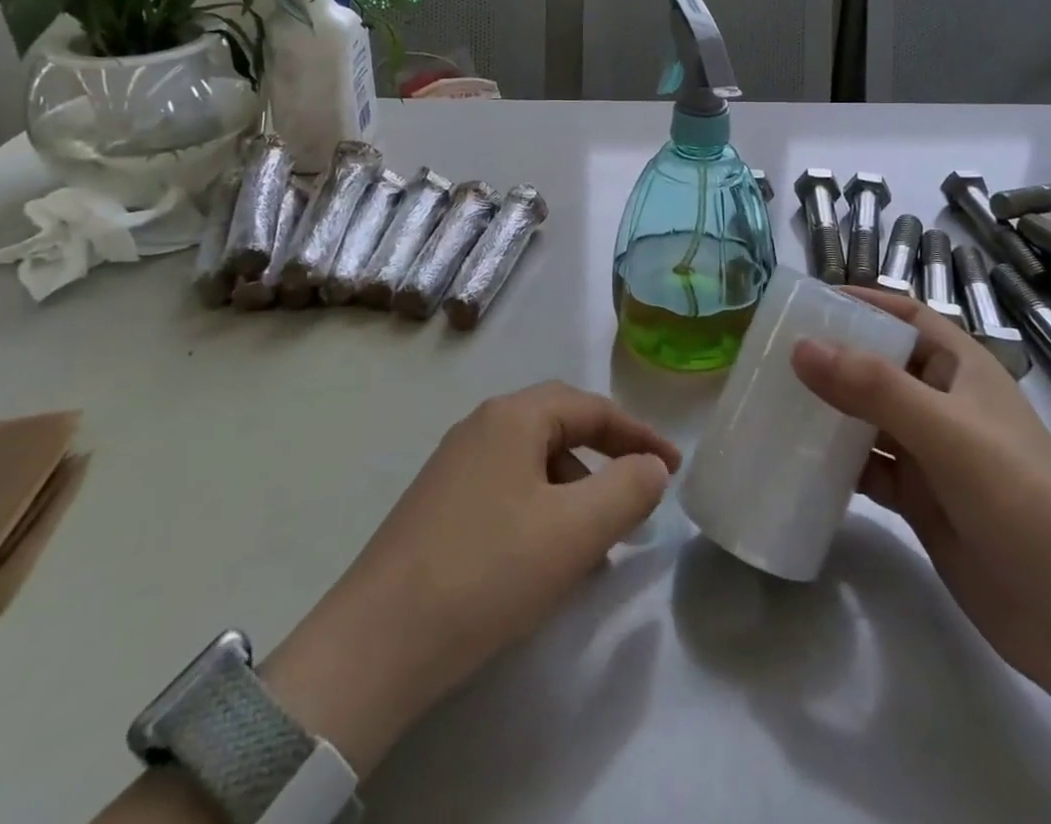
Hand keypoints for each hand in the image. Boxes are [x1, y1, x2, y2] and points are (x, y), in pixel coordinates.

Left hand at [262, 382, 679, 775]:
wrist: (376, 643)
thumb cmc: (488, 572)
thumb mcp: (575, 530)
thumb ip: (628, 488)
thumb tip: (653, 466)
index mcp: (513, 417)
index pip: (592, 408)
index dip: (639, 434)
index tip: (674, 468)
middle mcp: (481, 426)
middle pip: (561, 428)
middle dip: (605, 462)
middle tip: (636, 502)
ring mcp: (454, 465)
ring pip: (533, 463)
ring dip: (573, 493)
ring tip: (592, 546)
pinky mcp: (439, 504)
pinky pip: (507, 490)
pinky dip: (541, 512)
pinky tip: (543, 560)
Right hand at [791, 290, 1050, 701]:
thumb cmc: (1020, 497)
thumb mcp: (945, 431)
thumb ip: (872, 387)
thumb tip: (800, 346)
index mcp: (962, 368)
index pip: (906, 315)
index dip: (862, 301)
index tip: (807, 301)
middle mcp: (945, 403)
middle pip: (880, 364)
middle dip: (833, 356)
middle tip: (771, 352)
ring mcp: (933, 454)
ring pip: (869, 417)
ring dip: (829, 409)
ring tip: (771, 400)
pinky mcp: (922, 501)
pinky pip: (869, 468)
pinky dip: (837, 463)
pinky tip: (797, 462)